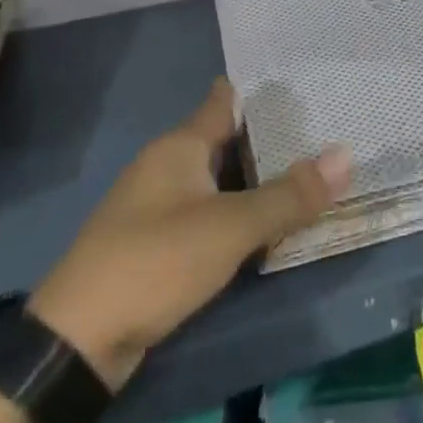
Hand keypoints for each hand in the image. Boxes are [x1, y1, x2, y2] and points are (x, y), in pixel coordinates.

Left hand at [30, 79, 350, 382]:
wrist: (76, 344)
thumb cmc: (154, 262)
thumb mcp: (230, 227)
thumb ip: (289, 195)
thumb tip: (346, 155)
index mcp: (179, 147)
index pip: (226, 100)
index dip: (262, 88)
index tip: (305, 77)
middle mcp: (167, 167)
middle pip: (227, 139)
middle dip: (271, 136)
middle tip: (326, 126)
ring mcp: (159, 207)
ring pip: (220, 180)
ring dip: (257, 178)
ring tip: (308, 169)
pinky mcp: (157, 245)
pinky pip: (210, 213)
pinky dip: (240, 212)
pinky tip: (269, 220)